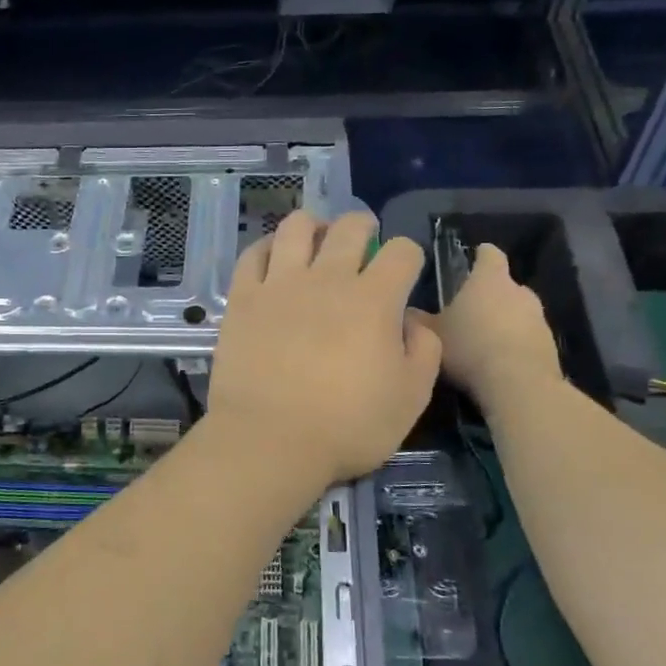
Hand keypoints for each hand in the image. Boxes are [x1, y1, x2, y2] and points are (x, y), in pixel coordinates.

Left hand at [208, 211, 441, 485]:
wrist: (270, 440)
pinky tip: (272, 256)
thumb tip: (412, 320)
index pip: (402, 251)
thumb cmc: (347, 426)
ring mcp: (280, 284)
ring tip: (316, 237)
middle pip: (349, 228)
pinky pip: (253, 254)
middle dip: (363, 226)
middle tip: (363, 239)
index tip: (404, 270)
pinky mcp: (243, 297)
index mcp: (374, 300)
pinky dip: (266, 247)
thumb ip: (423, 350)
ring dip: (312, 225)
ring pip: (296, 228)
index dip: (409, 255)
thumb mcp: (410, 399)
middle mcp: (328, 279)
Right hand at [418, 244, 560, 412]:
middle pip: (504, 285)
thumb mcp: (431, 334)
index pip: (490, 254)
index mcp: (490, 279)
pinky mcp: (550, 344)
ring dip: (503, 320)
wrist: (519, 384)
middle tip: (466, 309)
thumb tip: (404, 310)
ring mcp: (539, 318)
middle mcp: (519, 291)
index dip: (480, 254)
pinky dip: (514, 343)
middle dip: (488, 294)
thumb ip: (417, 319)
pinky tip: (497, 362)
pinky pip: (527, 337)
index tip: (472, 258)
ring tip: (481, 340)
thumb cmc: (470, 346)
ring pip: (517, 311)